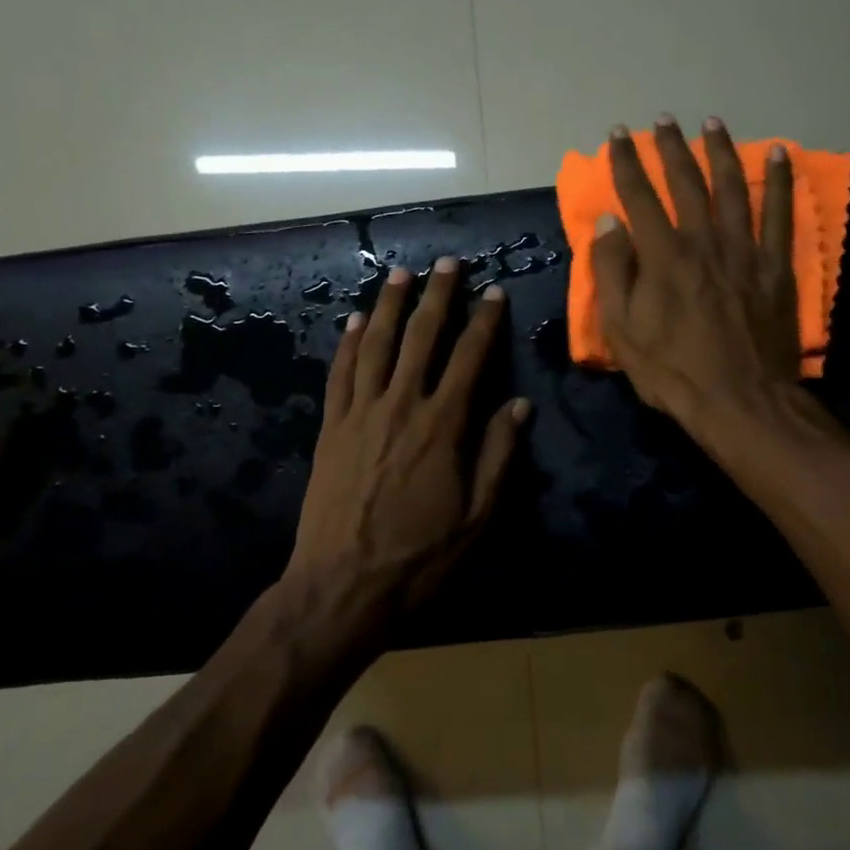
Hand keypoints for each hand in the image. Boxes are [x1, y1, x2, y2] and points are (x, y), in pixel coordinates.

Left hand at [286, 257, 529, 613]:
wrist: (343, 585)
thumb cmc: (420, 556)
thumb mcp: (478, 516)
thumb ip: (499, 455)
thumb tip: (519, 404)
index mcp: (443, 426)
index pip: (469, 358)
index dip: (484, 322)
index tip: (494, 293)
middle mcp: (400, 406)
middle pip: (420, 337)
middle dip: (437, 296)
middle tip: (447, 263)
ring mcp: (360, 414)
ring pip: (375, 345)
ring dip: (388, 306)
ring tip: (400, 274)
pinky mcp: (331, 428)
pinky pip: (340, 374)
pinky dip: (348, 344)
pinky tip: (354, 322)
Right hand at [592, 116, 800, 438]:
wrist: (740, 401)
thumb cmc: (673, 372)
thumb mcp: (623, 331)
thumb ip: (612, 273)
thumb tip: (609, 222)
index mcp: (663, 257)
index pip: (639, 197)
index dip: (626, 163)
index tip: (617, 135)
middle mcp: (704, 242)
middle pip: (686, 183)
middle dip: (670, 148)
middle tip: (662, 120)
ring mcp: (744, 251)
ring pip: (732, 188)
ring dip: (720, 151)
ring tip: (711, 123)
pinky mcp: (774, 266)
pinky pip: (780, 214)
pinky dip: (779, 181)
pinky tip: (777, 154)